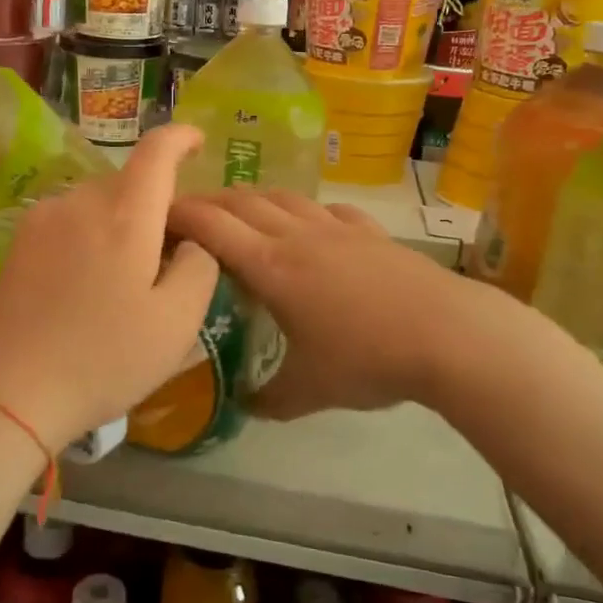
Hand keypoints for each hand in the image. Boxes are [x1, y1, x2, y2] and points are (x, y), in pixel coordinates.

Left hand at [0, 125, 218, 451]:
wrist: (13, 392)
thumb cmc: (106, 358)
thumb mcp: (178, 321)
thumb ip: (199, 265)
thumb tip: (191, 240)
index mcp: (125, 215)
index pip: (156, 151)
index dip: (180, 138)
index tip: (196, 142)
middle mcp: (80, 202)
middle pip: (128, 181)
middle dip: (155, 202)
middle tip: (170, 252)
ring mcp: (42, 219)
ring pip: (97, 201)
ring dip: (121, 220)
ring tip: (127, 275)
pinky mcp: (19, 242)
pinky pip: (69, 219)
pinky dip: (91, 233)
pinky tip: (89, 282)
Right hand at [168, 188, 480, 418]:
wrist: (448, 335)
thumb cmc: (368, 359)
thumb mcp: (310, 389)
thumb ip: (270, 399)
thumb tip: (246, 405)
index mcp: (270, 266)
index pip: (210, 225)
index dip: (178, 213)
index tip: (155, 216)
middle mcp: (296, 235)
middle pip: (241, 201)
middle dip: (209, 201)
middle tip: (189, 214)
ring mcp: (336, 228)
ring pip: (283, 196)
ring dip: (253, 198)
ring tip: (241, 212)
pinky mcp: (370, 231)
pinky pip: (326, 208)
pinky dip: (305, 209)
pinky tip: (311, 224)